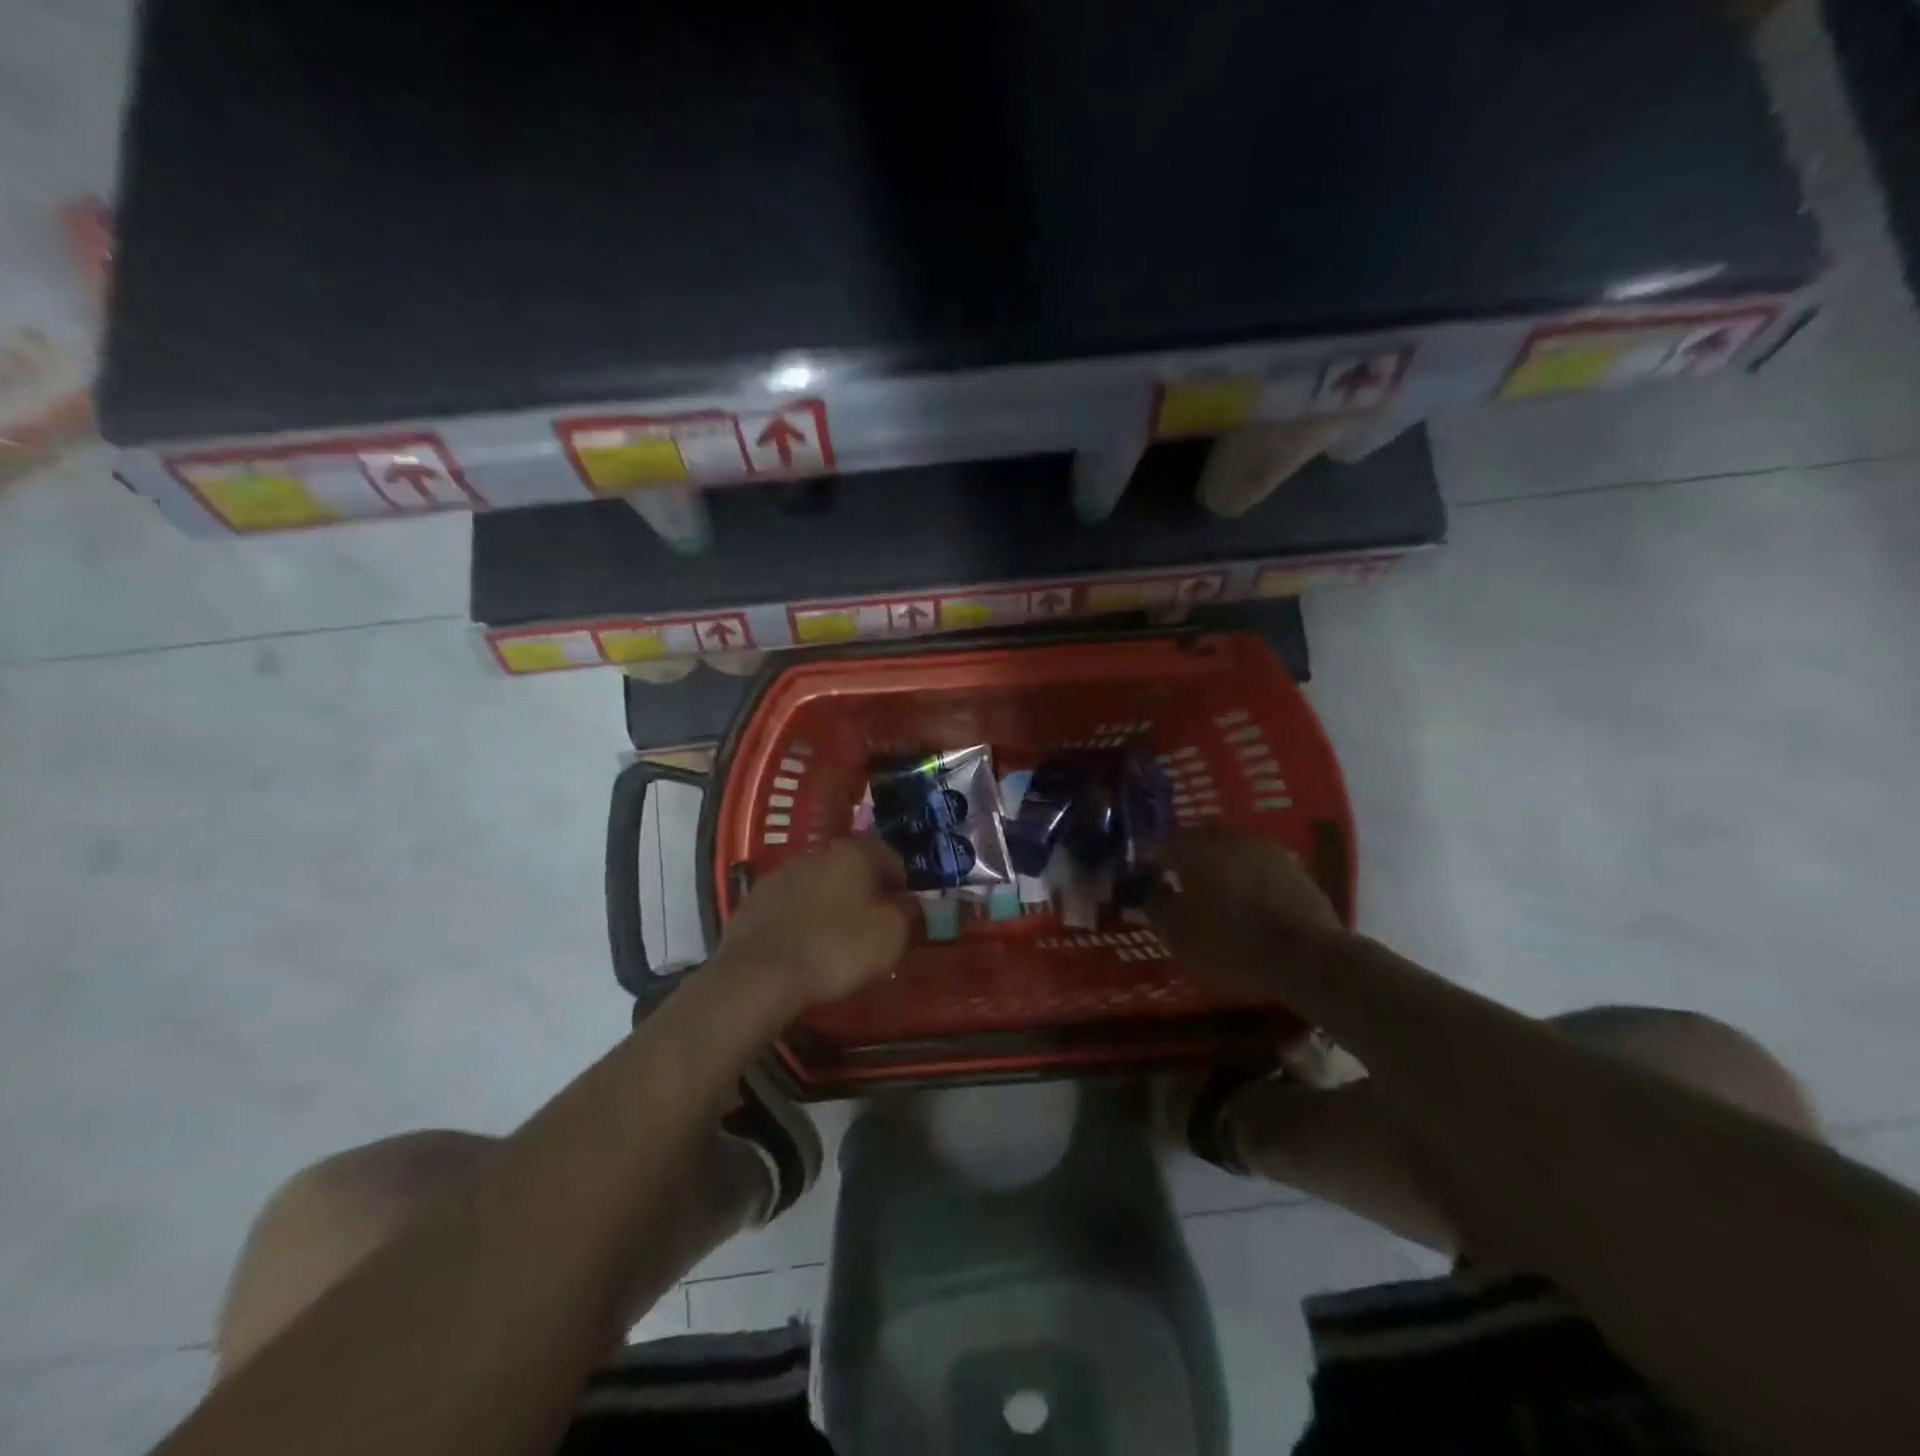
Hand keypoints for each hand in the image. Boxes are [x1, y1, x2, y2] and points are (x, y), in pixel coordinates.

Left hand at [713, 839, 913, 1008]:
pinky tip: (805, 944)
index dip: (901, 880)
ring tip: (838, 936)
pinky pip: (790, 905)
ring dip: (831, 902)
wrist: (759, 974)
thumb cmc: (836, 948)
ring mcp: (780, 875)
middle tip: (874, 921)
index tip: (906, 907)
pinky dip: (802, 918)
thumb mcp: (890, 936)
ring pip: (818, 883)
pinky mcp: (754, 901)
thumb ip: (906, 913)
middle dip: (864, 889)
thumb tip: (909, 902)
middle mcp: (816, 853)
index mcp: (852, 853)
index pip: (888, 854)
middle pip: (850, 866)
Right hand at [1148, 829, 1341, 988]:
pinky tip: (1250, 905)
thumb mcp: (1176, 932)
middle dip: (1190, 858)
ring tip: (1218, 896)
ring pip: (1234, 852)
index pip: (1165, 841)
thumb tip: (1152, 888)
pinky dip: (1251, 882)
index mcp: (1196, 848)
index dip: (1155, 860)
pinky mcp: (1297, 872)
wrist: (1306, 957)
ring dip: (1223, 868)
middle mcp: (1231, 839)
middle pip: (1202, 840)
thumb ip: (1156, 904)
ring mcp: (1268, 852)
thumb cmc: (1228, 941)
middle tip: (1183, 883)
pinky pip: (1261, 870)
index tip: (1152, 880)